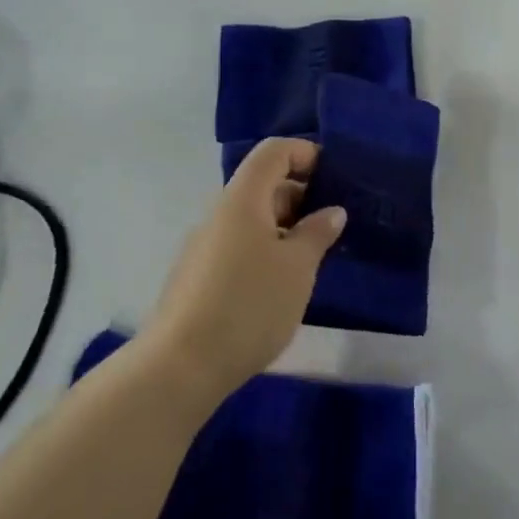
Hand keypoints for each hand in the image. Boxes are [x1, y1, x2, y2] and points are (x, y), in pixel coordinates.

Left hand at [143, 138, 344, 405]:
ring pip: (253, 219)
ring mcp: (205, 245)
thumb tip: (332, 211)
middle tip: (335, 224)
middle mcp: (220, 214)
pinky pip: (241, 245)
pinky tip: (286, 283)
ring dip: (288, 227)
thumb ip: (317, 233)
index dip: (306, 154)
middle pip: (264, 184)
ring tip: (317, 257)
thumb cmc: (249, 305)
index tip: (336, 178)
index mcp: (243, 199)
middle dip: (303, 195)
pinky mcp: (200, 276)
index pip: (274, 151)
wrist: (181, 366)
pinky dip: (269, 250)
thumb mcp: (298, 267)